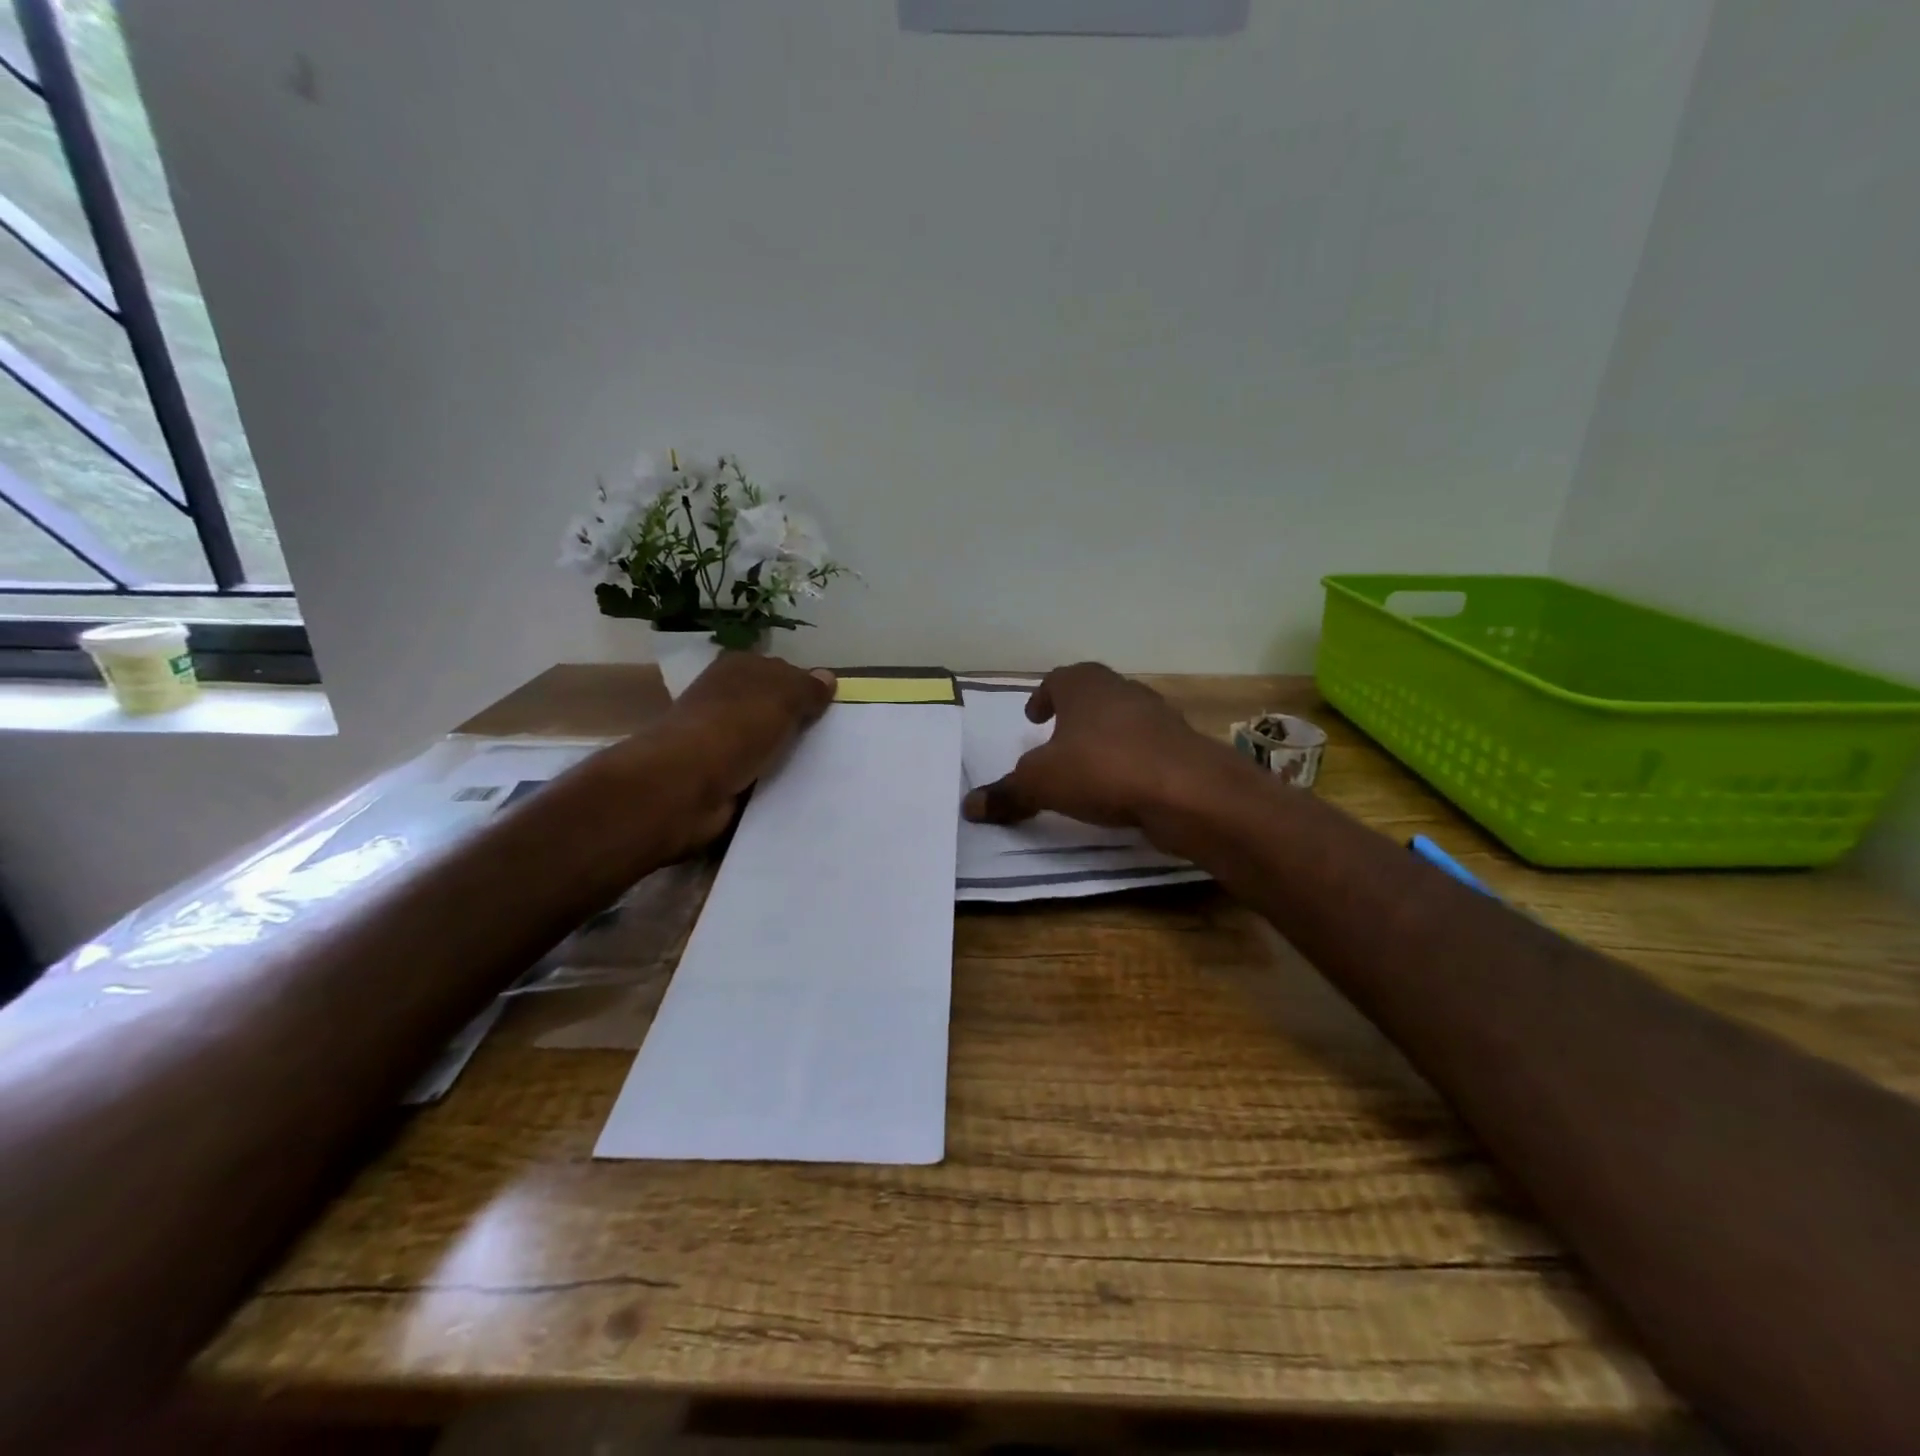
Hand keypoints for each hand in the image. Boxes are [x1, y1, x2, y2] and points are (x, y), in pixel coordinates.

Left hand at [655, 653, 836, 847]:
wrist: (685, 784)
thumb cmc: (736, 728)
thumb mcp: (783, 697)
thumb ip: (807, 687)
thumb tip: (827, 677)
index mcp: (737, 668)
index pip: (779, 670)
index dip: (804, 687)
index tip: (831, 710)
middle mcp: (724, 698)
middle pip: (772, 707)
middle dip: (797, 722)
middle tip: (832, 741)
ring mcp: (718, 738)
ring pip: (764, 742)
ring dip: (785, 755)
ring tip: (822, 769)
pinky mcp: (716, 774)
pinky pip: (754, 773)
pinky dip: (769, 780)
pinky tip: (794, 789)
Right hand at [961, 662, 1240, 842]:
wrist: (1187, 791)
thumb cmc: (1102, 769)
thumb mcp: (1041, 783)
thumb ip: (1007, 793)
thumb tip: (969, 806)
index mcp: (1085, 686)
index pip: (1058, 679)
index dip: (1043, 696)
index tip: (1034, 716)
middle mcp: (1123, 691)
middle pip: (1093, 695)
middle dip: (1074, 714)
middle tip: (1057, 737)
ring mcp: (1159, 717)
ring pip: (1122, 721)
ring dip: (1104, 737)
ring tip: (1087, 765)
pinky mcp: (1182, 748)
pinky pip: (1146, 749)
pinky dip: (1130, 761)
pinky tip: (1121, 787)